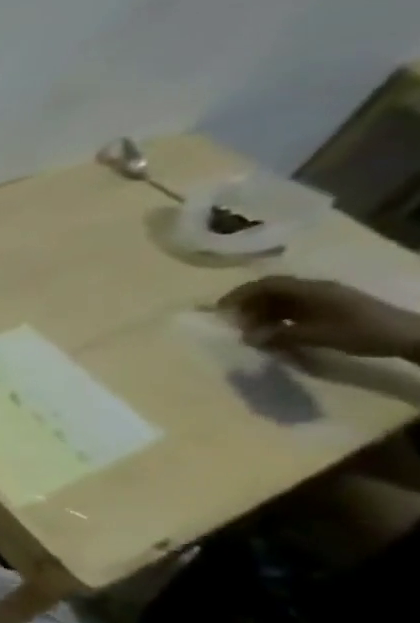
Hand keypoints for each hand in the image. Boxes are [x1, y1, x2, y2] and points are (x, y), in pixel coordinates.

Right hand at [219, 277, 419, 357]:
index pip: (266, 284)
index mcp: (310, 290)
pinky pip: (295, 309)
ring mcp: (323, 299)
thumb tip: (247, 337)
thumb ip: (279, 335)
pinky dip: (278, 319)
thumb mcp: (317, 335)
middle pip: (271, 291)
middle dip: (249, 307)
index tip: (221, 309)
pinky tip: (276, 333)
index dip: (240, 294)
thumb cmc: (360, 332)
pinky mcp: (330, 309)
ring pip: (282, 301)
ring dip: (263, 314)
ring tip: (254, 332)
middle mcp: (314, 289)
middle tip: (237, 326)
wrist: (407, 335)